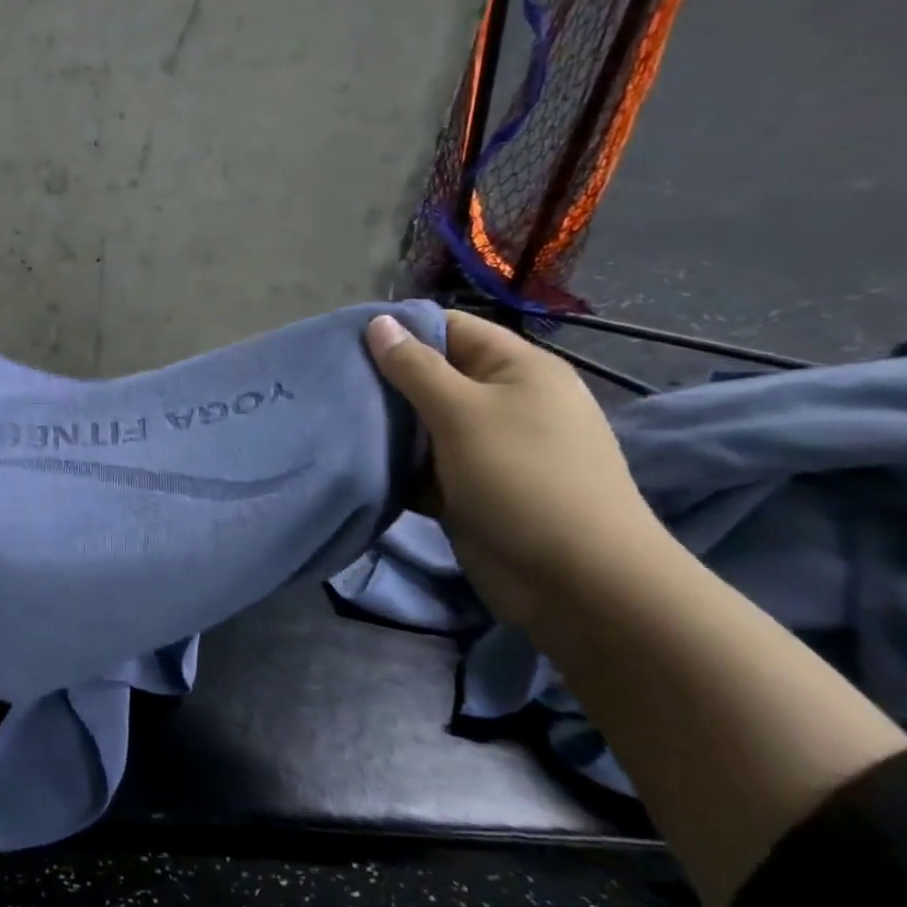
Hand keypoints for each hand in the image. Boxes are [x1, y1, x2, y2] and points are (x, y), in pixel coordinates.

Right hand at [364, 309, 664, 625]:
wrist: (576, 583)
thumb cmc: (522, 479)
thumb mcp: (463, 412)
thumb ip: (414, 367)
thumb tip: (378, 323)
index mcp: (517, 369)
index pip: (450, 328)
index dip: (400, 330)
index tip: (344, 342)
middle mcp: (505, 402)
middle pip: (433, 376)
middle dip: (384, 380)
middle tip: (330, 383)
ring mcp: (489, 448)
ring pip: (424, 423)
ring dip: (386, 425)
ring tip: (334, 419)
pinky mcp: (471, 488)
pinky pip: (424, 465)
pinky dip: (396, 464)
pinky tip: (355, 461)